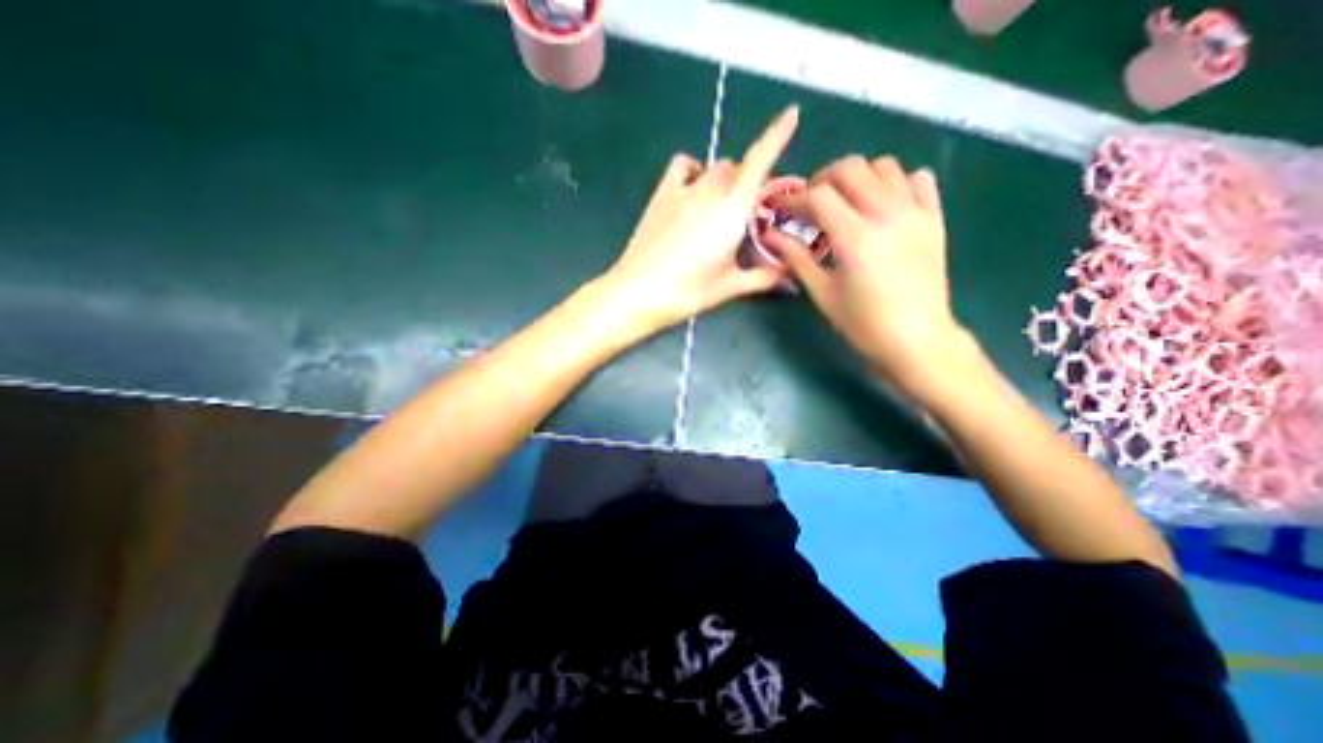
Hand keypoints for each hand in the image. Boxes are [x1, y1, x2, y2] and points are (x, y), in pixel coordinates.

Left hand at [603, 103, 800, 331]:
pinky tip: (692, 191)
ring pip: (713, 166)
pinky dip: (693, 170)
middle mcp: (710, 190)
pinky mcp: (661, 194)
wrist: (639, 292)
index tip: (791, 113)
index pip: (760, 161)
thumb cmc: (688, 291)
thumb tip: (788, 275)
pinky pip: (682, 165)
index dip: (777, 135)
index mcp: (733, 209)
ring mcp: (683, 189)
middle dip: (748, 183)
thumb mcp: (729, 287)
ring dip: (724, 178)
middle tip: (745, 216)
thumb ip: (762, 277)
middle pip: (738, 168)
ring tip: (718, 206)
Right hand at [765, 152, 969, 393]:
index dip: (794, 198)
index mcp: (854, 237)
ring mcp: (915, 213)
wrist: (916, 339)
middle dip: (823, 179)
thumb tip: (770, 236)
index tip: (780, 208)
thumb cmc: (863, 323)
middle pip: (851, 168)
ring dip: (858, 176)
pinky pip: (919, 179)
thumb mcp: (822, 293)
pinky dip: (896, 181)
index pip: (818, 196)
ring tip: (845, 200)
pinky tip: (883, 203)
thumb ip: (796, 258)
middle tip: (811, 202)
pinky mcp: (934, 219)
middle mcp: (886, 214)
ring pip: (885, 166)